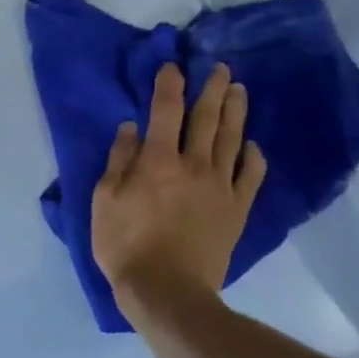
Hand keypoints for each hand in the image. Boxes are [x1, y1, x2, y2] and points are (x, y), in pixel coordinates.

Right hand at [91, 61, 266, 305]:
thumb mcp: (105, 200)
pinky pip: (251, 175)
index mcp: (158, 160)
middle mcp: (194, 165)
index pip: (166, 110)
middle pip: (206, 118)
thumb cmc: (125, 244)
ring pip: (231, 139)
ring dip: (235, 111)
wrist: (167, 291)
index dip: (169, 85)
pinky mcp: (237, 209)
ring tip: (238, 90)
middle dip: (211, 89)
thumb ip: (119, 160)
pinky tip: (252, 145)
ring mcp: (221, 187)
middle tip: (220, 67)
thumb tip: (130, 127)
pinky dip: (253, 156)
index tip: (173, 66)